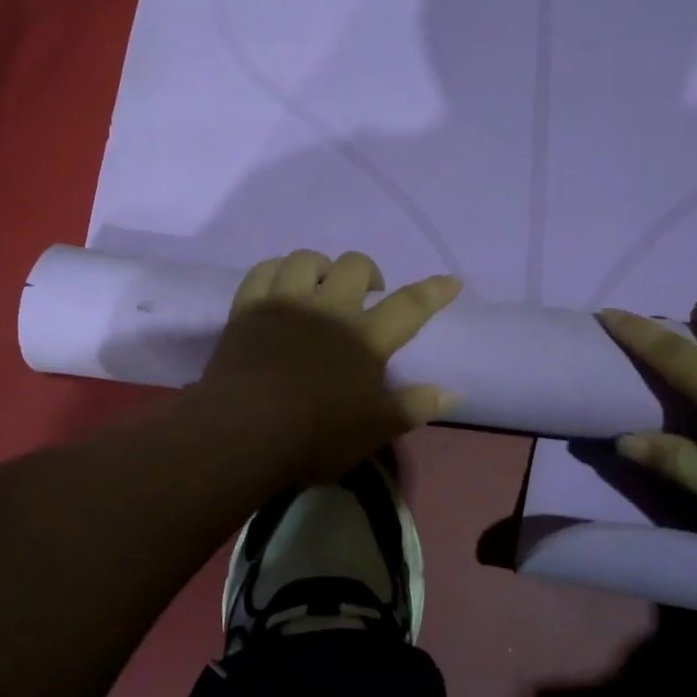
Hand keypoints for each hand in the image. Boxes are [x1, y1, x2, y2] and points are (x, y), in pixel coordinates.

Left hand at [201, 250, 462, 485]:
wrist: (242, 433)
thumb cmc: (314, 437)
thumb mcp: (373, 430)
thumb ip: (413, 406)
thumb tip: (453, 393)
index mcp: (364, 339)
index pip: (410, 306)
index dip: (434, 291)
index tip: (451, 280)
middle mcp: (329, 310)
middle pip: (355, 267)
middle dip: (369, 272)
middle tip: (369, 294)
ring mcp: (286, 304)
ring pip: (307, 259)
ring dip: (321, 266)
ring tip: (323, 284)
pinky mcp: (248, 308)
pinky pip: (264, 271)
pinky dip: (277, 270)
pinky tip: (282, 283)